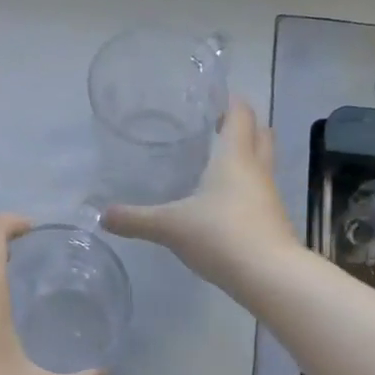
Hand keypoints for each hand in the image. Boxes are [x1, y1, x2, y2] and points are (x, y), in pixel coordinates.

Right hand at [102, 99, 299, 288]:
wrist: (269, 276)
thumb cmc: (220, 235)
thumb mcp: (170, 226)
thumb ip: (135, 219)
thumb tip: (101, 216)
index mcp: (235, 156)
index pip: (241, 114)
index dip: (230, 101)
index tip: (211, 98)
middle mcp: (257, 169)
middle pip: (260, 133)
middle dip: (242, 126)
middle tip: (215, 127)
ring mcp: (269, 195)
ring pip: (262, 163)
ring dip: (246, 157)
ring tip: (215, 163)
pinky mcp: (273, 220)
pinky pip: (260, 192)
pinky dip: (246, 187)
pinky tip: (223, 202)